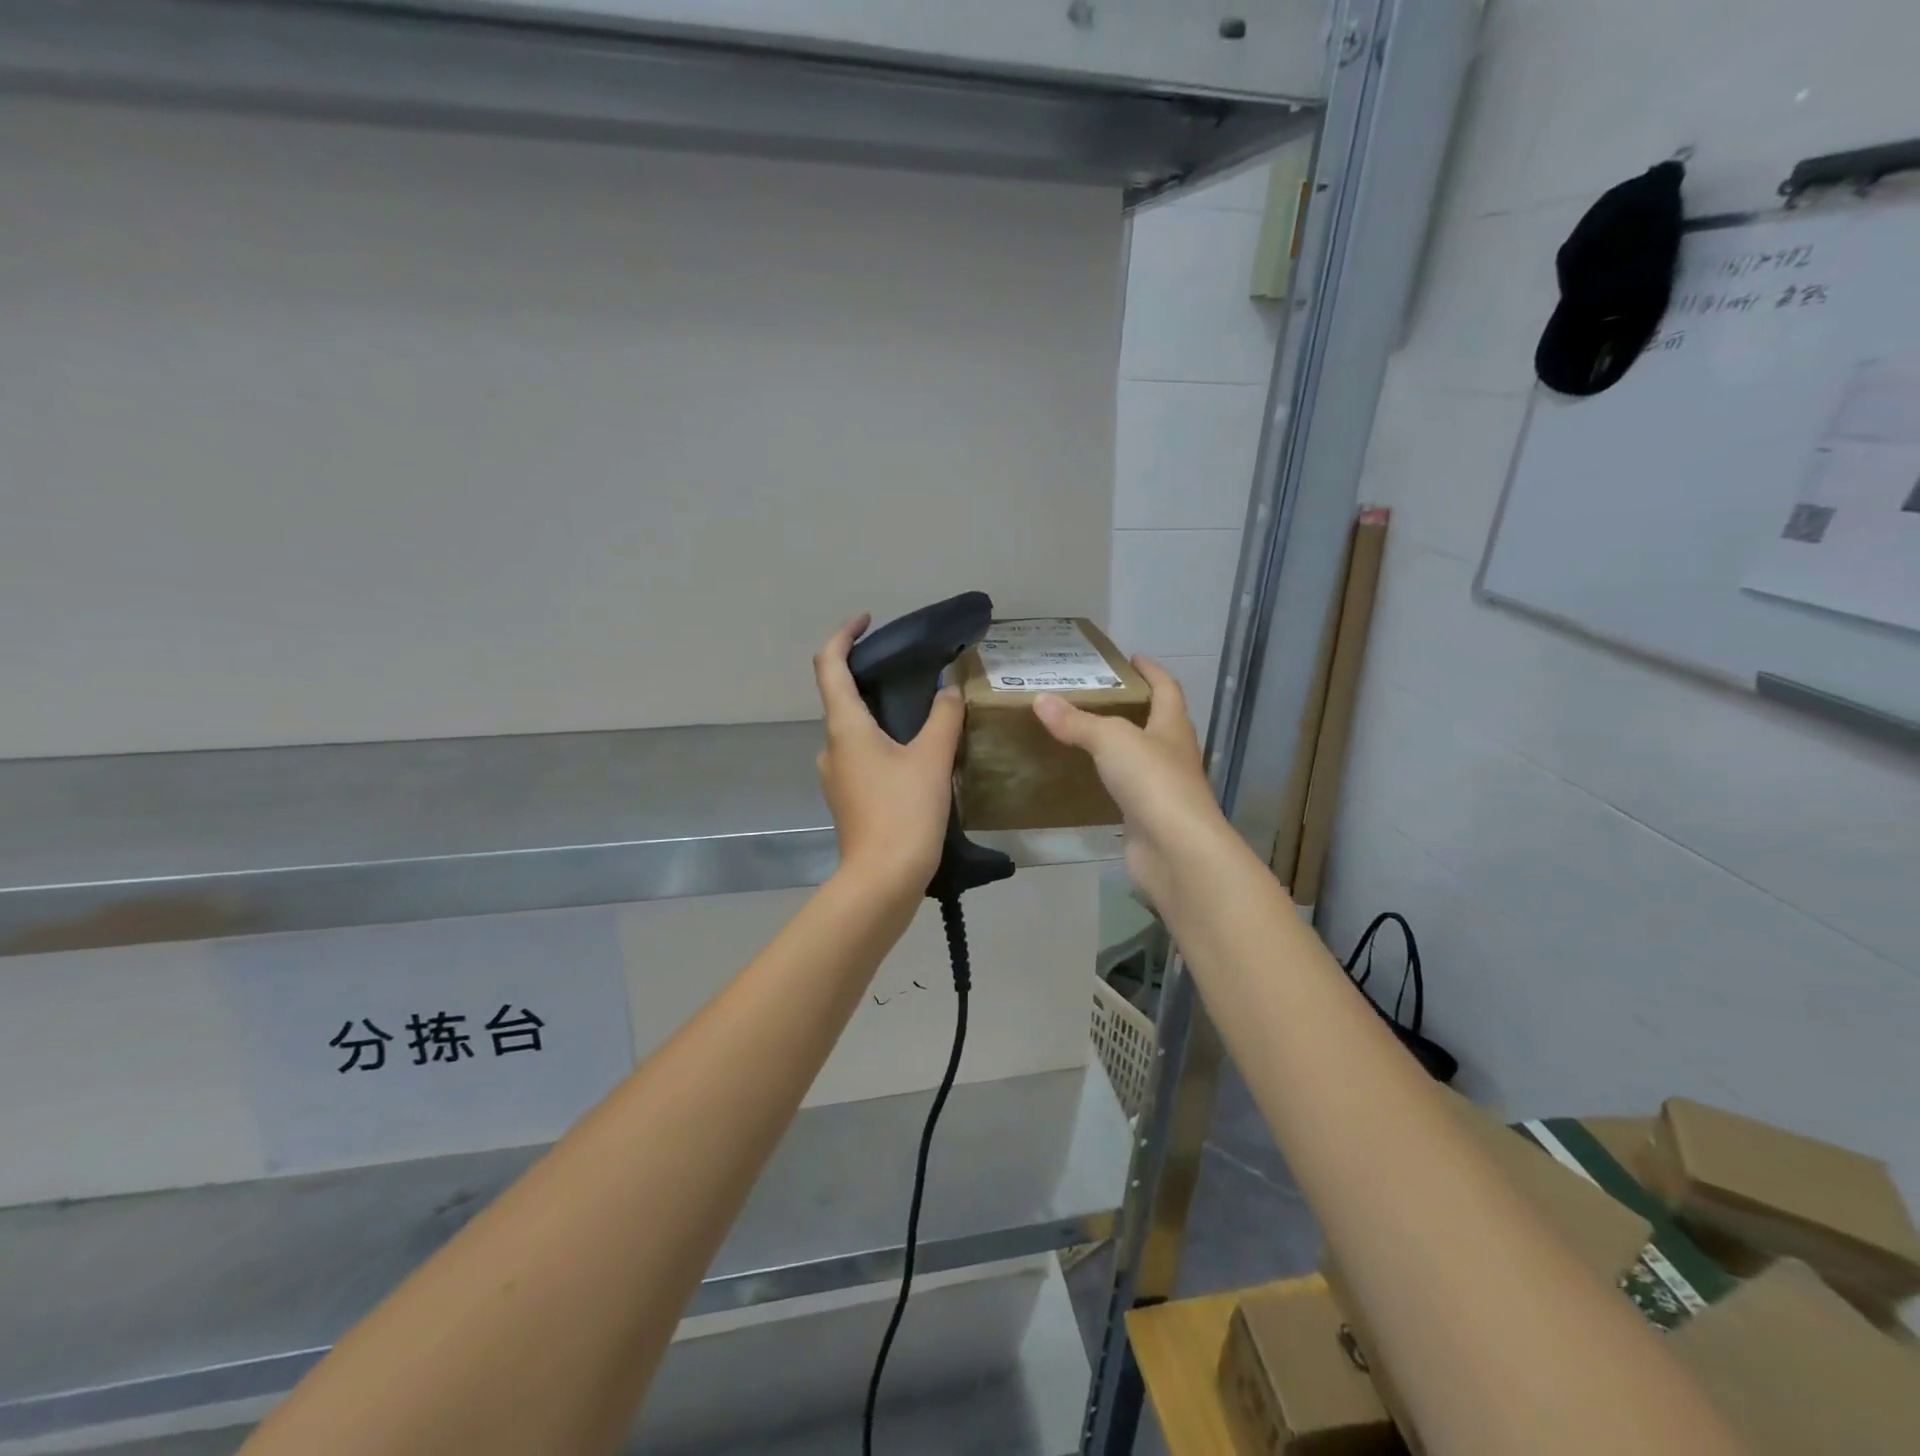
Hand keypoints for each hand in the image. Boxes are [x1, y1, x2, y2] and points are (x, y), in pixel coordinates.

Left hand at [813, 615, 963, 895]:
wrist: (882, 881)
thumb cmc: (904, 813)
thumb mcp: (932, 759)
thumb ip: (943, 718)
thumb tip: (948, 690)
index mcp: (845, 728)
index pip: (829, 665)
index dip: (843, 636)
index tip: (867, 622)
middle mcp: (832, 748)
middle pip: (842, 699)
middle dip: (872, 680)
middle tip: (911, 673)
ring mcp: (837, 778)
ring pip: (856, 733)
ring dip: (882, 717)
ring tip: (925, 717)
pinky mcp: (849, 801)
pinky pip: (864, 759)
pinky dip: (884, 746)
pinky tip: (918, 758)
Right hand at [1032, 658, 1230, 907]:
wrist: (1176, 851)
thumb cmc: (1153, 782)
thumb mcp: (1111, 740)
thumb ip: (1077, 722)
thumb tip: (1040, 699)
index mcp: (1172, 728)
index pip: (1167, 689)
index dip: (1152, 671)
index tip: (1133, 658)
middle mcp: (1172, 755)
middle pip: (1156, 723)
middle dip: (1133, 708)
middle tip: (1097, 696)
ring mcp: (1162, 789)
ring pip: (1139, 759)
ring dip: (1118, 746)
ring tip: (1083, 734)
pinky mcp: (1147, 818)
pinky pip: (1125, 791)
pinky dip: (1107, 781)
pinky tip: (1084, 779)